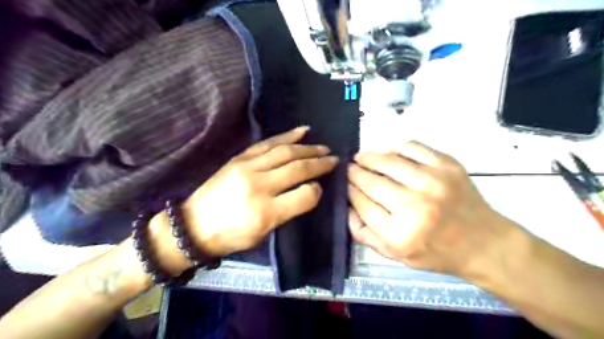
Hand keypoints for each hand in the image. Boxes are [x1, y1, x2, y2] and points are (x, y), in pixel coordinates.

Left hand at [181, 127, 337, 256]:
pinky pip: (268, 143)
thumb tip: (307, 191)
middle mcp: (259, 186)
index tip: (321, 188)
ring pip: (286, 152)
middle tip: (334, 159)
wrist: (194, 224)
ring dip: (308, 148)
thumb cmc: (230, 236)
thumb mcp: (263, 234)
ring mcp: (248, 168)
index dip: (317, 190)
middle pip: (298, 168)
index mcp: (266, 212)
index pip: (304, 195)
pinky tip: (301, 131)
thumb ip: (288, 211)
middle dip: (320, 163)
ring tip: (323, 147)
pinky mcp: (240, 158)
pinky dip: (287, 136)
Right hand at [348, 141, 510, 275]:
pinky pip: (412, 147)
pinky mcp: (447, 165)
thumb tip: (346, 206)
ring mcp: (432, 182)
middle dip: (354, 173)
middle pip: (371, 181)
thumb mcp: (394, 255)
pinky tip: (391, 155)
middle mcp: (414, 205)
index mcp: (398, 233)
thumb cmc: (435, 251)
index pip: (361, 203)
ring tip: (362, 157)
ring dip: (369, 157)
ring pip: (387, 161)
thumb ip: (363, 233)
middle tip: (349, 169)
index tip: (345, 184)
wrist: (482, 243)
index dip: (349, 190)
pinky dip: (396, 149)